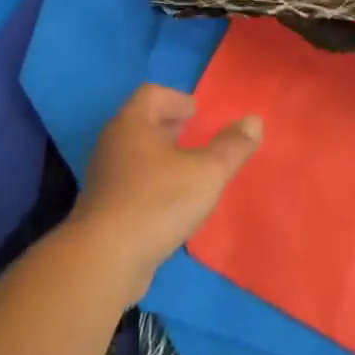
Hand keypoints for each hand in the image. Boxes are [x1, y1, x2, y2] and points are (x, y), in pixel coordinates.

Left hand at [71, 85, 260, 297]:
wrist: (104, 260)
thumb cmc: (157, 202)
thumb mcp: (207, 172)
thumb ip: (232, 146)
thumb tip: (254, 120)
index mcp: (132, 123)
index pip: (151, 94)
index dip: (176, 99)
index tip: (196, 113)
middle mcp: (112, 143)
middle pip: (140, 123)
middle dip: (168, 127)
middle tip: (193, 136)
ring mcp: (102, 177)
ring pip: (134, 154)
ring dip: (159, 157)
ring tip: (186, 171)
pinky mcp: (101, 209)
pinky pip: (129, 184)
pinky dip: (149, 184)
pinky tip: (169, 205)